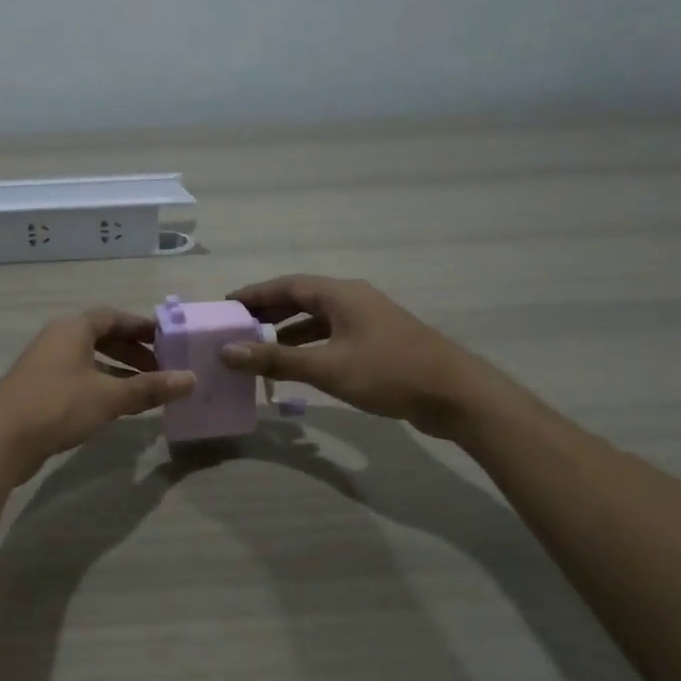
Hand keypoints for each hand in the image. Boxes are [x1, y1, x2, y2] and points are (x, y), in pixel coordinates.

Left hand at [0, 308, 194, 482]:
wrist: (0, 440)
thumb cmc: (58, 406)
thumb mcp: (109, 397)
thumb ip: (150, 387)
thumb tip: (191, 379)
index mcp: (73, 329)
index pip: (113, 316)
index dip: (141, 326)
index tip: (167, 340)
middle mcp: (57, 340)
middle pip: (101, 337)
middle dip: (133, 351)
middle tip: (160, 369)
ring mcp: (45, 365)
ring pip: (89, 360)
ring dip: (118, 371)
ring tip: (145, 390)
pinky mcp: (38, 390)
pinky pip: (78, 379)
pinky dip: (101, 386)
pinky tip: (116, 407)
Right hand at [217, 275, 521, 440]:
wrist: (455, 395)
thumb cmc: (388, 373)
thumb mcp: (326, 367)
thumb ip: (275, 359)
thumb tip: (227, 351)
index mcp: (341, 294)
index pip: (287, 285)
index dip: (254, 293)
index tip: (225, 305)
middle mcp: (353, 299)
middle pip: (302, 298)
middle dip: (268, 310)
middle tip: (236, 326)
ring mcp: (368, 320)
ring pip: (318, 318)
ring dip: (287, 329)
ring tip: (258, 346)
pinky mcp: (378, 342)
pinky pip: (332, 335)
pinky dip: (309, 344)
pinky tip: (297, 364)